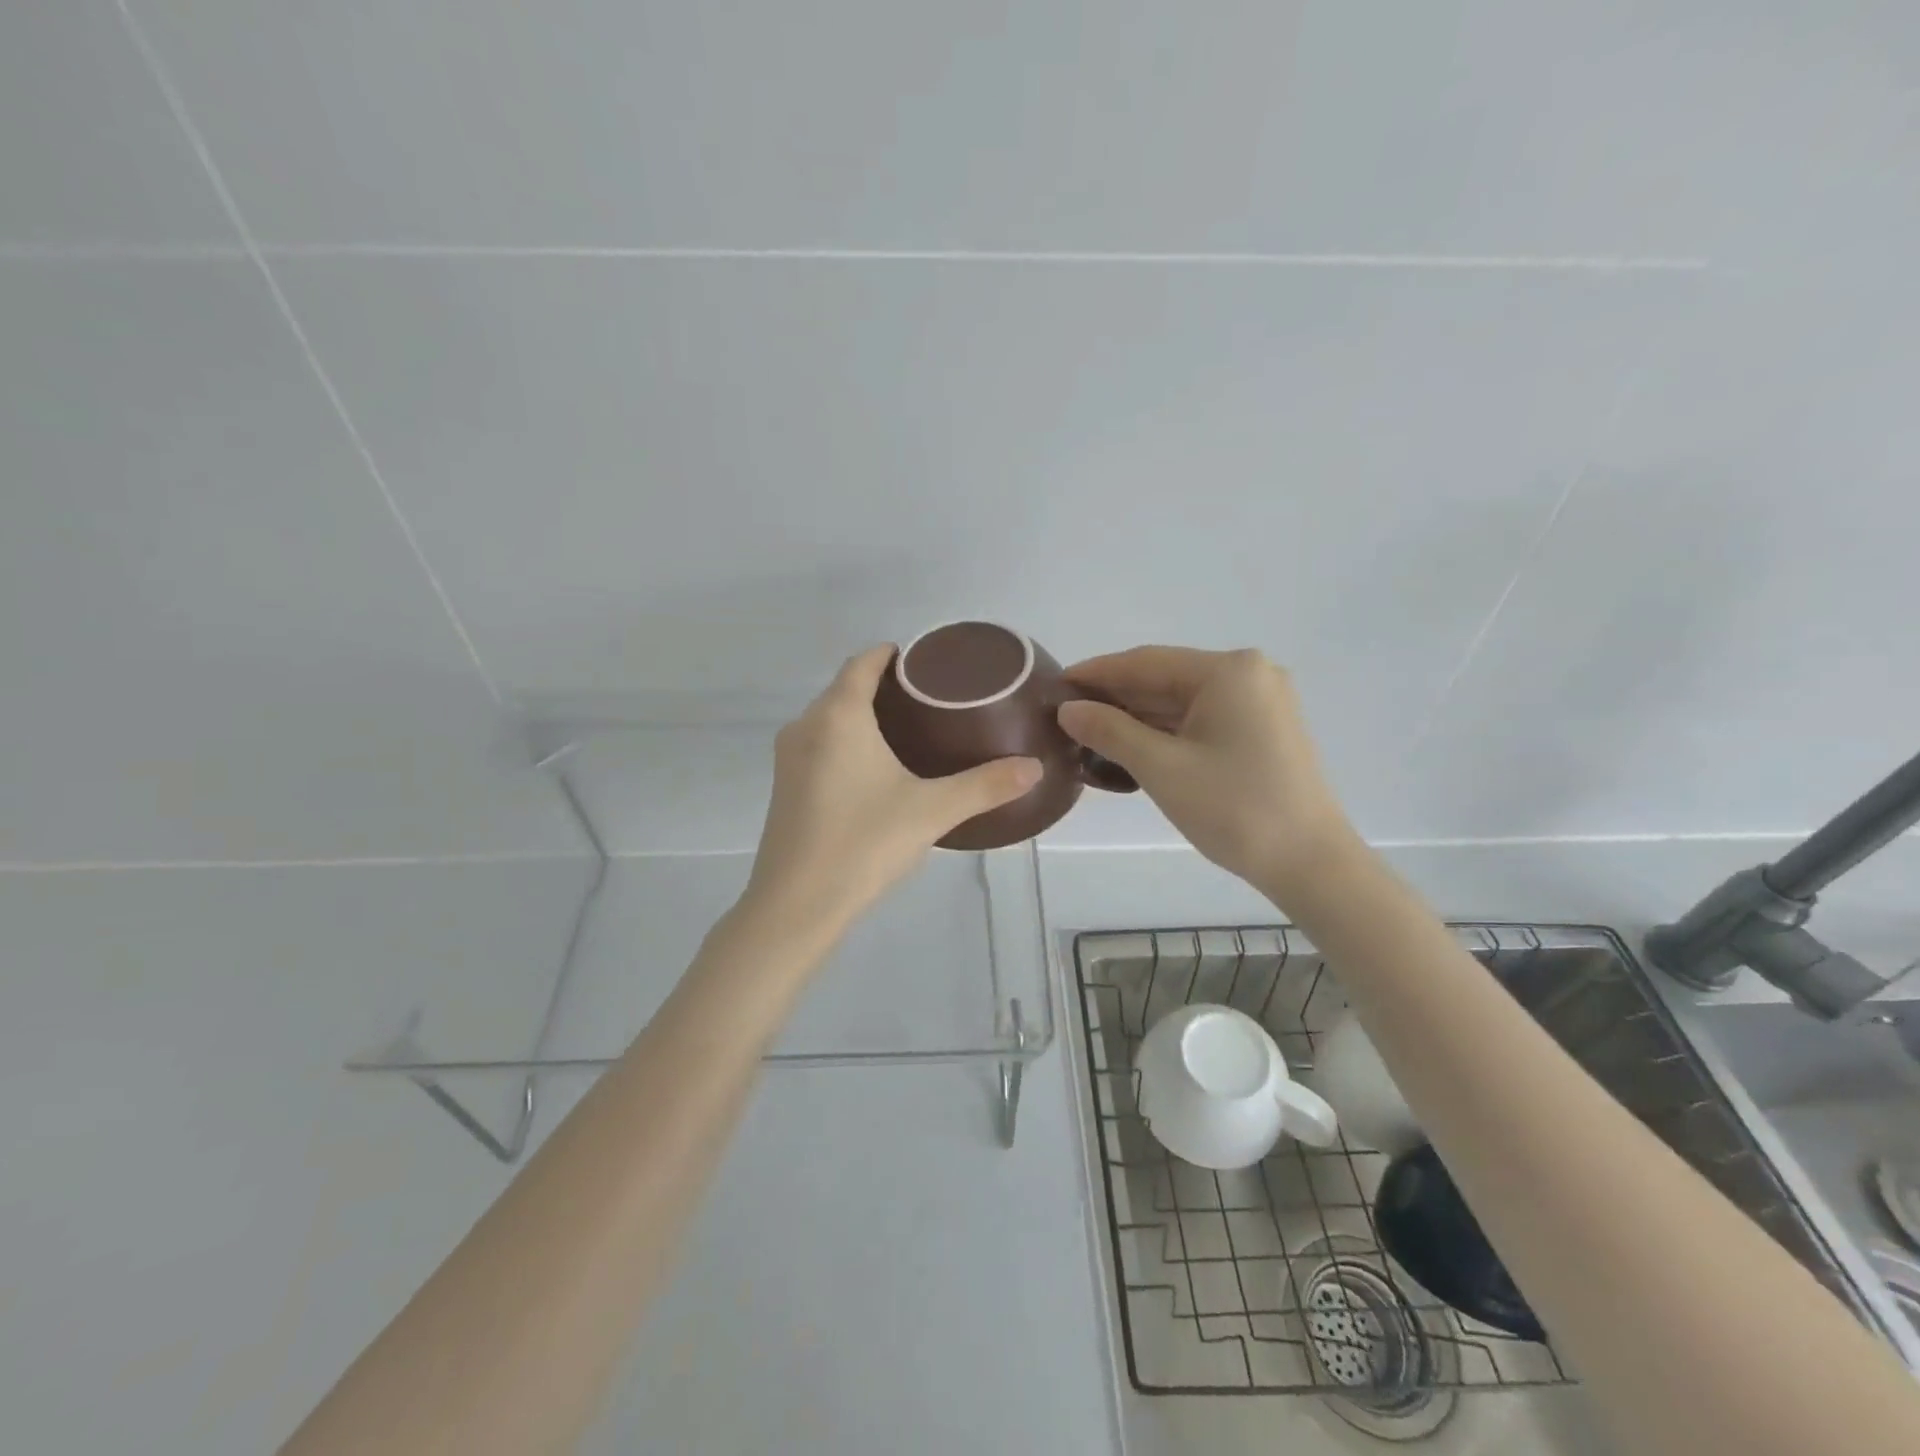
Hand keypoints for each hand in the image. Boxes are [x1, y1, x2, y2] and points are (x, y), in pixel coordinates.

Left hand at [741, 646, 1042, 939]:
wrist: (796, 906)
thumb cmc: (863, 843)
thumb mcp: (932, 811)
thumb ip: (985, 785)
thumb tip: (1034, 767)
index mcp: (838, 716)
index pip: (863, 662)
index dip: (892, 655)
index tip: (927, 662)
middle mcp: (805, 726)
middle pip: (846, 688)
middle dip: (884, 686)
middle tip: (933, 700)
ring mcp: (788, 758)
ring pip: (830, 718)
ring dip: (864, 715)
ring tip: (912, 730)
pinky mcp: (784, 787)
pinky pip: (819, 745)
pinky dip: (847, 742)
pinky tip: (876, 769)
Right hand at [1058, 647, 1357, 898]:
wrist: (1310, 863)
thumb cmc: (1234, 808)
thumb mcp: (1161, 768)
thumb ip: (1109, 731)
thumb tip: (1068, 709)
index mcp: (1228, 671)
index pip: (1145, 662)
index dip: (1096, 674)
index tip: (1054, 685)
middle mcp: (1248, 674)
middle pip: (1165, 678)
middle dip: (1115, 698)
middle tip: (1066, 716)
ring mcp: (1260, 702)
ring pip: (1182, 701)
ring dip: (1138, 717)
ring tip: (1089, 734)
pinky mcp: (1263, 730)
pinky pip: (1202, 719)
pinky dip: (1166, 731)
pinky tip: (1131, 746)